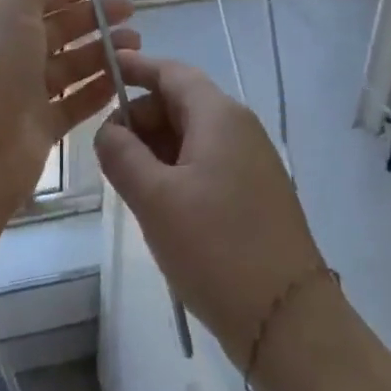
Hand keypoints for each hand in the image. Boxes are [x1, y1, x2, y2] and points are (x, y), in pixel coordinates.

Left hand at [0, 0, 136, 201]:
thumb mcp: (10, 10)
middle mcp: (6, 56)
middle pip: (55, 31)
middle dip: (92, 20)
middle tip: (131, 12)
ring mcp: (22, 94)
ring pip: (68, 67)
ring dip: (100, 54)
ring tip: (137, 46)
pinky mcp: (39, 129)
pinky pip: (73, 104)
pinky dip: (96, 92)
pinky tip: (124, 80)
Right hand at [95, 52, 325, 365]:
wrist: (288, 322)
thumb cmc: (216, 248)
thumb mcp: (153, 198)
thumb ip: (121, 154)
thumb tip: (108, 131)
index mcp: (219, 116)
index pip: (171, 72)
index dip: (135, 68)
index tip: (102, 71)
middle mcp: (240, 129)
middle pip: (180, 102)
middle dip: (140, 118)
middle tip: (108, 152)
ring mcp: (252, 162)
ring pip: (192, 135)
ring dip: (156, 148)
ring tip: (129, 183)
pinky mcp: (255, 194)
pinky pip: (207, 163)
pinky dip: (176, 169)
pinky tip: (159, 203)